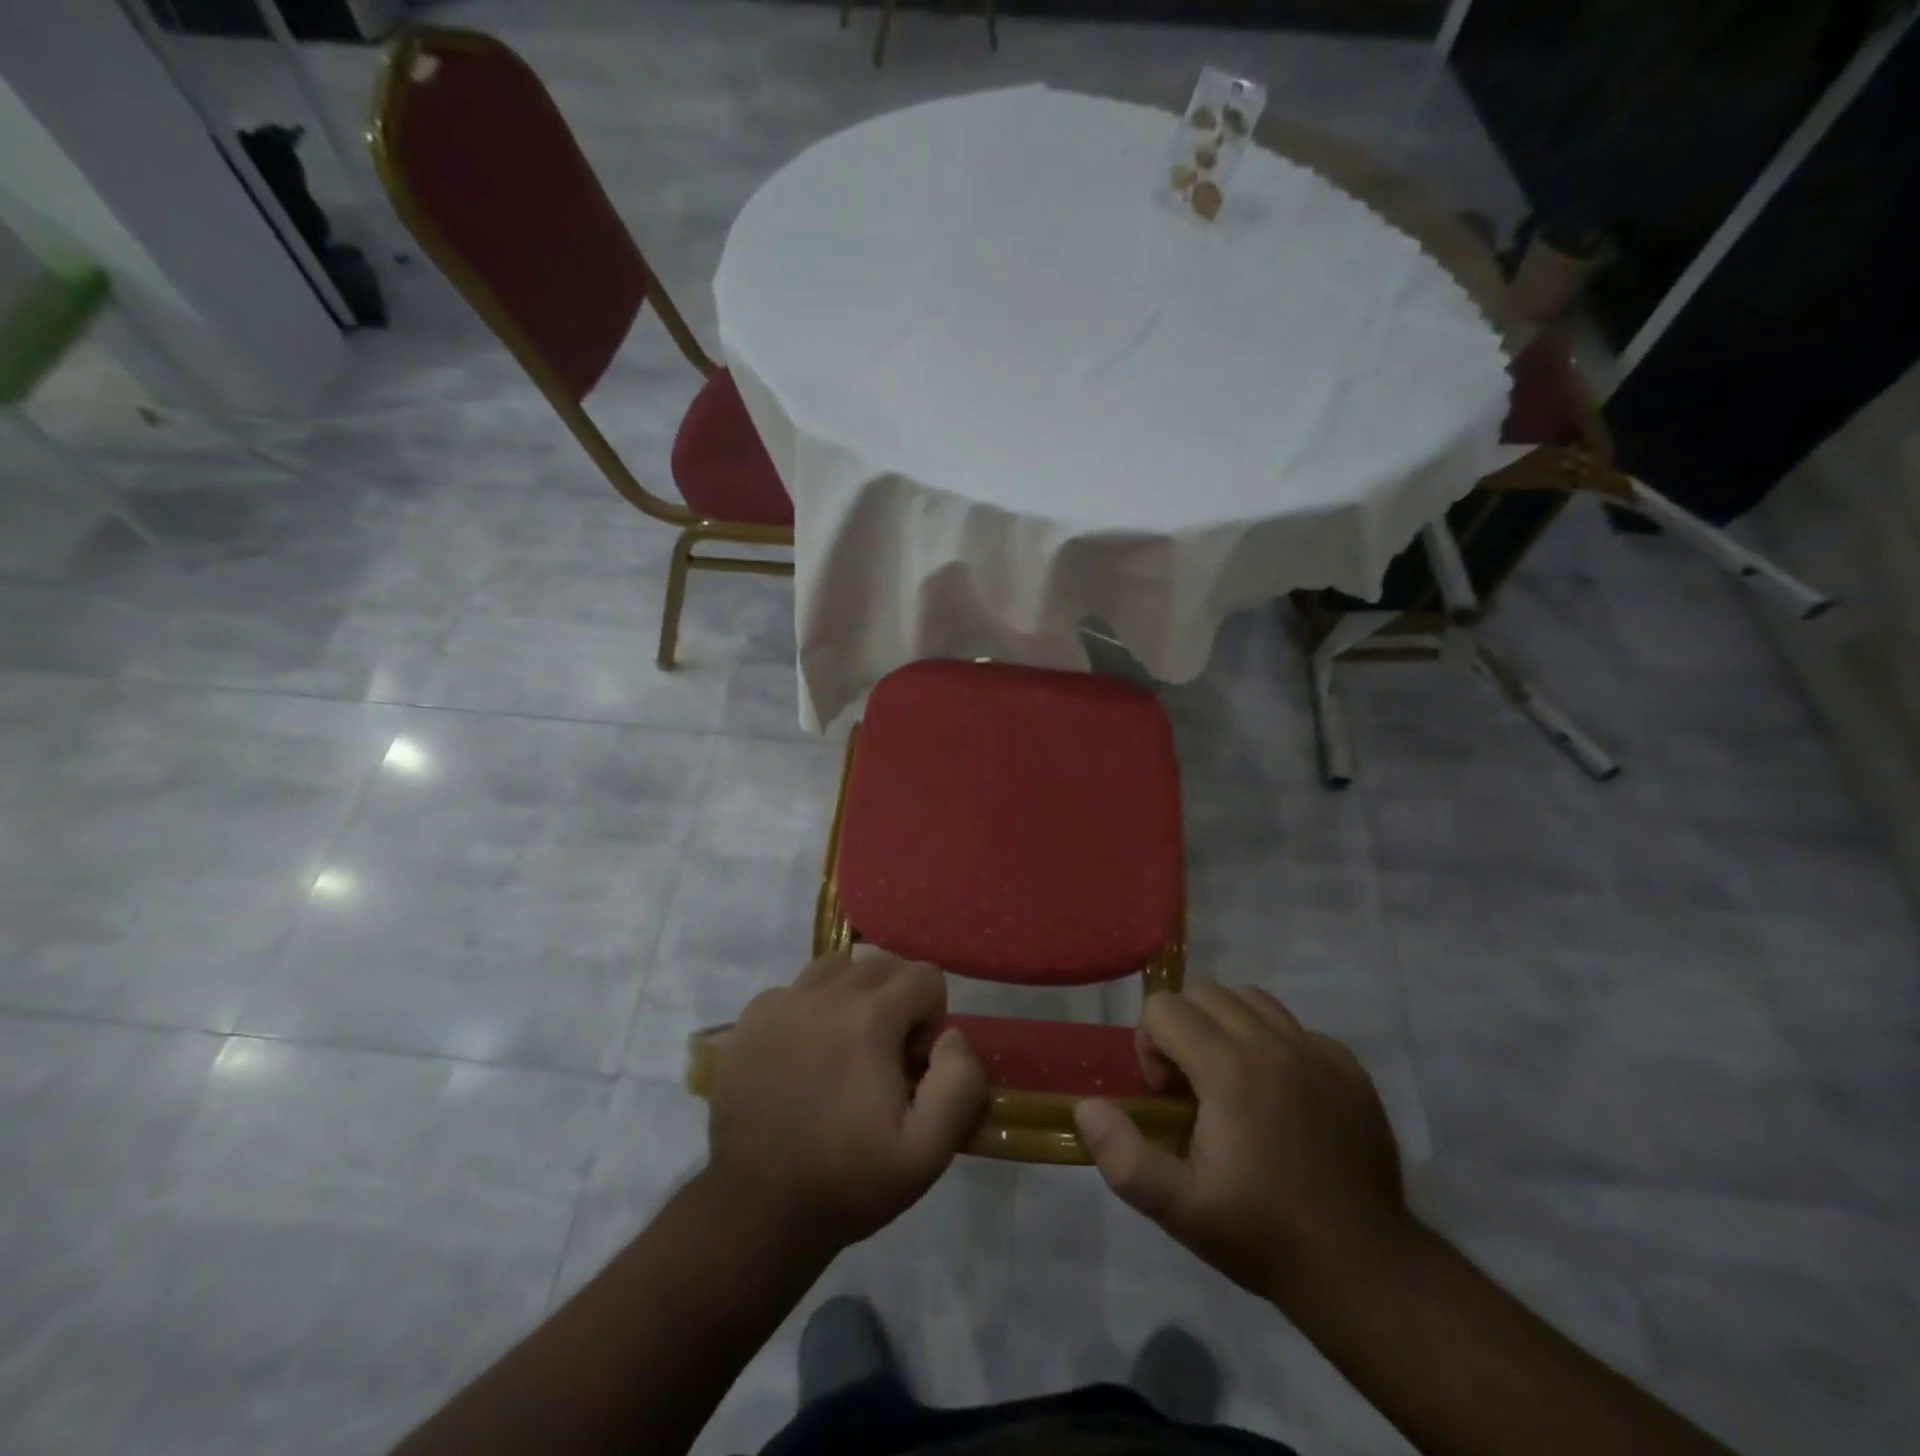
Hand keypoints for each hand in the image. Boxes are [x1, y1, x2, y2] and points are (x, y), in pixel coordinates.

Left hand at [705, 951, 986, 1256]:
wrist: (755, 1210)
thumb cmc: (846, 1181)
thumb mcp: (927, 1152)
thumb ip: (960, 1082)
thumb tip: (952, 1035)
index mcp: (869, 1018)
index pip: (925, 975)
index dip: (931, 1019)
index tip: (913, 1065)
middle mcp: (824, 994)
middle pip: (883, 963)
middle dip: (898, 999)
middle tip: (885, 1057)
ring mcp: (782, 1002)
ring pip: (839, 966)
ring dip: (856, 994)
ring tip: (848, 1046)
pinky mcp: (751, 1019)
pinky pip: (797, 987)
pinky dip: (812, 1006)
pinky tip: (806, 1053)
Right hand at [1073, 986, 1408, 1309]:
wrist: (1365, 1270)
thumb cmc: (1263, 1234)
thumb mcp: (1181, 1210)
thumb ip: (1124, 1157)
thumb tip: (1086, 1108)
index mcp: (1229, 1068)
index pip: (1164, 1008)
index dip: (1150, 1045)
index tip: (1165, 1097)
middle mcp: (1273, 1044)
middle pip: (1205, 994)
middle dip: (1183, 1029)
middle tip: (1191, 1087)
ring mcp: (1317, 1052)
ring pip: (1252, 999)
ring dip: (1226, 1026)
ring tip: (1230, 1079)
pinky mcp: (1349, 1068)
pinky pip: (1296, 1027)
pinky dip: (1274, 1044)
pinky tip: (1279, 1095)